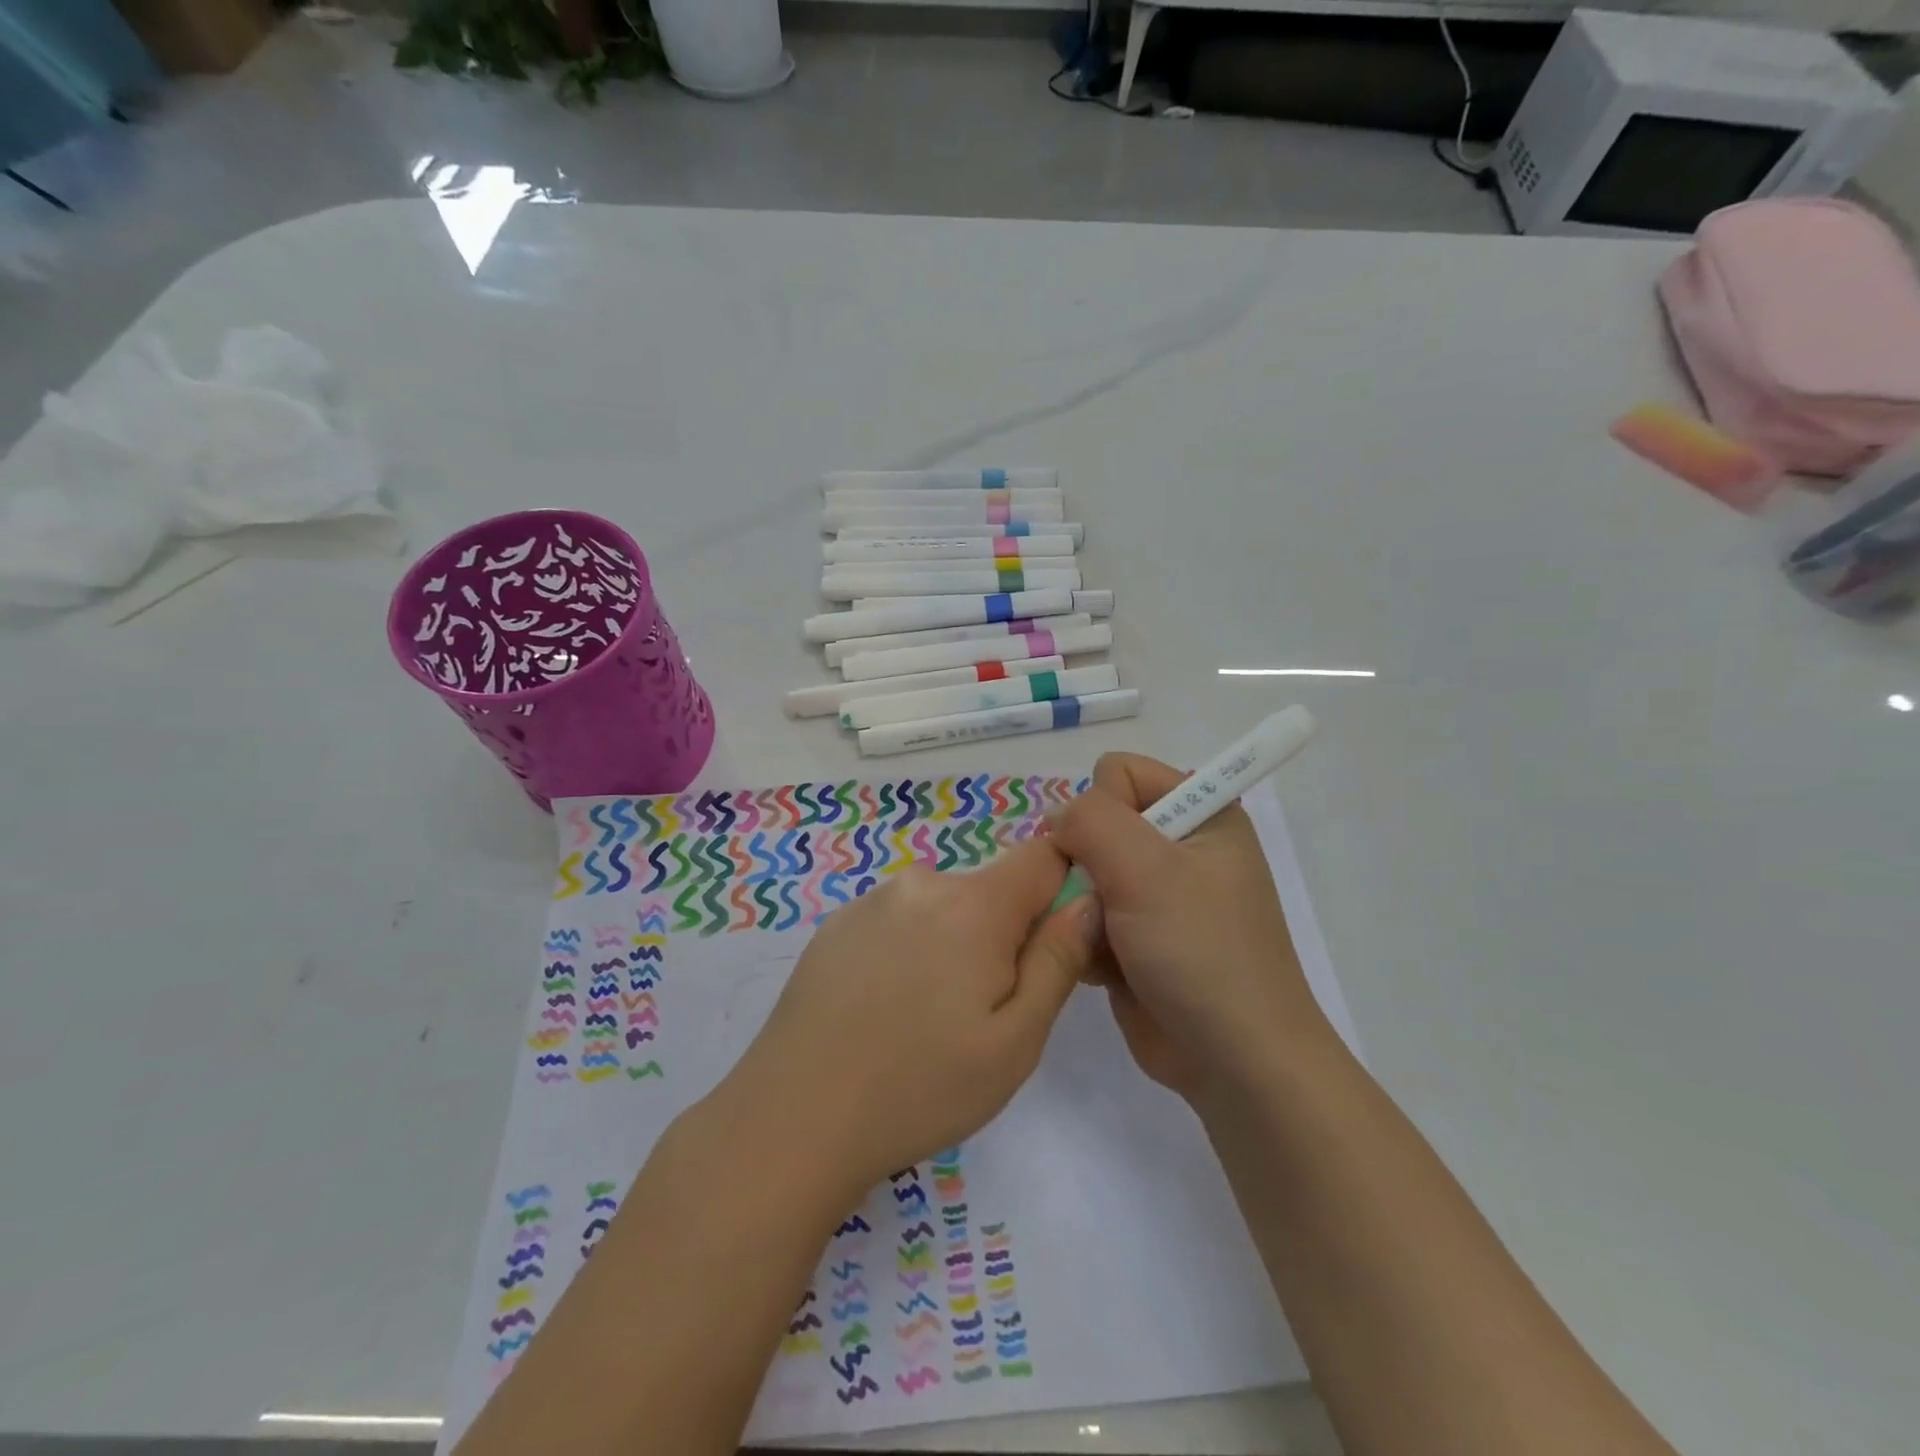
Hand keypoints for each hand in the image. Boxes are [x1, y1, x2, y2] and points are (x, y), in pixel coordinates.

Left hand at [722, 839, 1098, 1196]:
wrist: (793, 1118)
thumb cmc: (921, 1088)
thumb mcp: (1015, 1041)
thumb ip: (1059, 960)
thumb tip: (1087, 899)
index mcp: (974, 904)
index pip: (1043, 857)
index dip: (1061, 889)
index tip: (1051, 947)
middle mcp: (922, 884)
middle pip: (991, 890)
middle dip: (1003, 935)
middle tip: (982, 1012)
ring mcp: (872, 900)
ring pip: (943, 908)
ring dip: (954, 945)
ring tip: (927, 1019)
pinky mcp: (836, 923)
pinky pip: (898, 921)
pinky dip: (908, 951)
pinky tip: (883, 1011)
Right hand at [1048, 753, 1331, 1100]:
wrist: (1235, 1062)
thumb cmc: (1200, 951)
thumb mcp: (1147, 868)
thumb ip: (1091, 820)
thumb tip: (1056, 819)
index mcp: (1200, 813)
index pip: (1119, 773)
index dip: (1102, 809)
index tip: (1111, 858)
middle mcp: (1178, 847)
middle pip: (1095, 825)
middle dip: (1084, 864)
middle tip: (1100, 904)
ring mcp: (1156, 896)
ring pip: (1081, 873)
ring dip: (1081, 907)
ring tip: (1101, 943)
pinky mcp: (1136, 938)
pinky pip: (1085, 916)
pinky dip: (1084, 939)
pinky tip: (1102, 970)